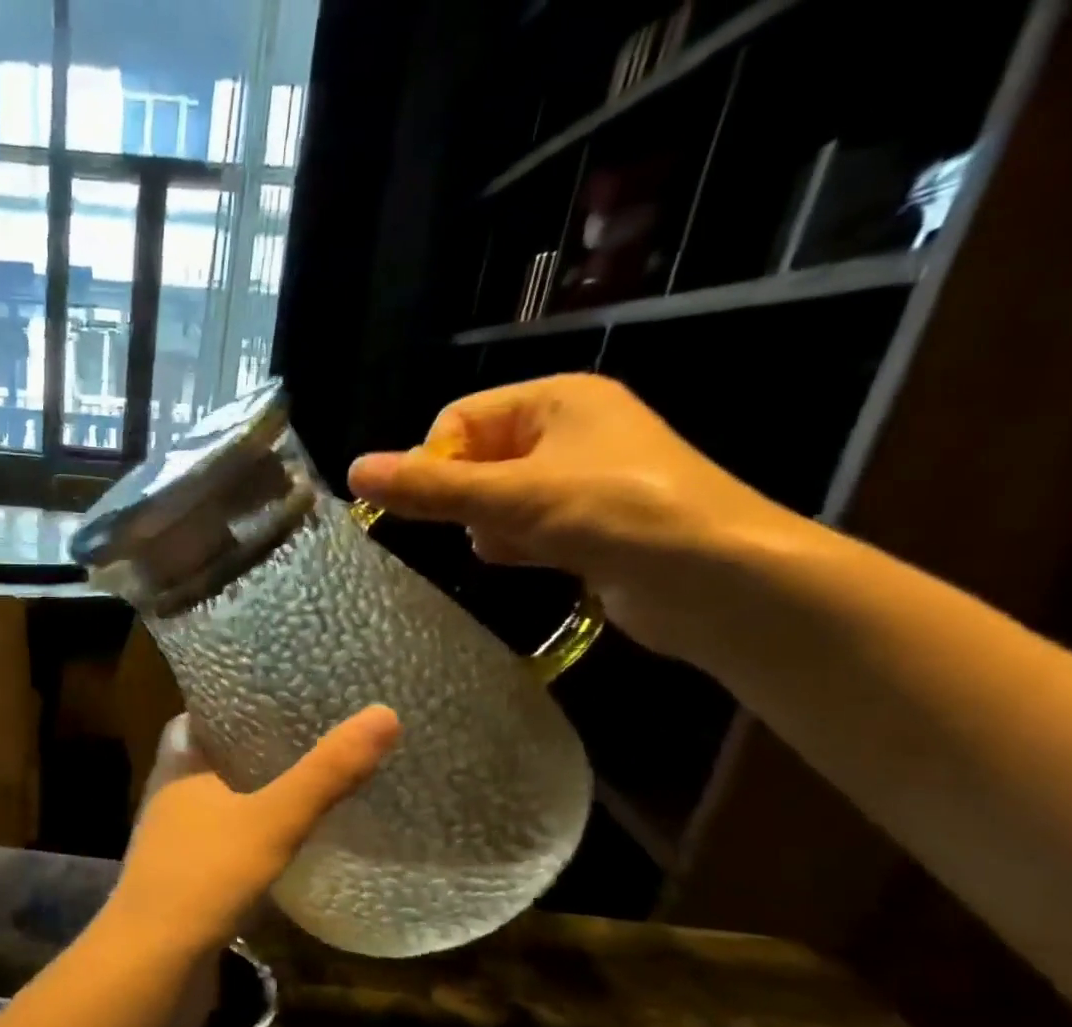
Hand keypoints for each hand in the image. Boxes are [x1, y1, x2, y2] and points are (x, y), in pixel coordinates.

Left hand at [111, 706, 400, 960]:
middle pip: (214, 762)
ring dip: (256, 797)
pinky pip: (225, 847)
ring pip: (221, 807)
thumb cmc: (204, 879)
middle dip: (254, 751)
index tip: (279, 695)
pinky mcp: (188, 884)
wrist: (152, 969)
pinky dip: (254, 839)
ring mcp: (176, 846)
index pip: (198, 720)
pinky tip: (289, 844)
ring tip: (309, 783)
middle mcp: (170, 801)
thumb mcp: (273, 820)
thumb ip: (325, 773)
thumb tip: (385, 713)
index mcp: (178, 771)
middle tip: (309, 736)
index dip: (232, 706)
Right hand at [347, 373, 804, 657]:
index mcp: (556, 400)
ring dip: (491, 526)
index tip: (433, 507)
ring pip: (496, 498)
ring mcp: (580, 479)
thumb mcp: (515, 498)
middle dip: (467, 499)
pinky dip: (516, 544)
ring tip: (518, 545)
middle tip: (488, 525)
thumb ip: (432, 489)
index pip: (459, 419)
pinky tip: (533, 561)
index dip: (435, 462)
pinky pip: (524, 527)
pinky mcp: (587, 524)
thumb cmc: (618, 517)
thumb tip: (353, 471)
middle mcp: (567, 430)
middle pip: (475, 459)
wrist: (718, 581)